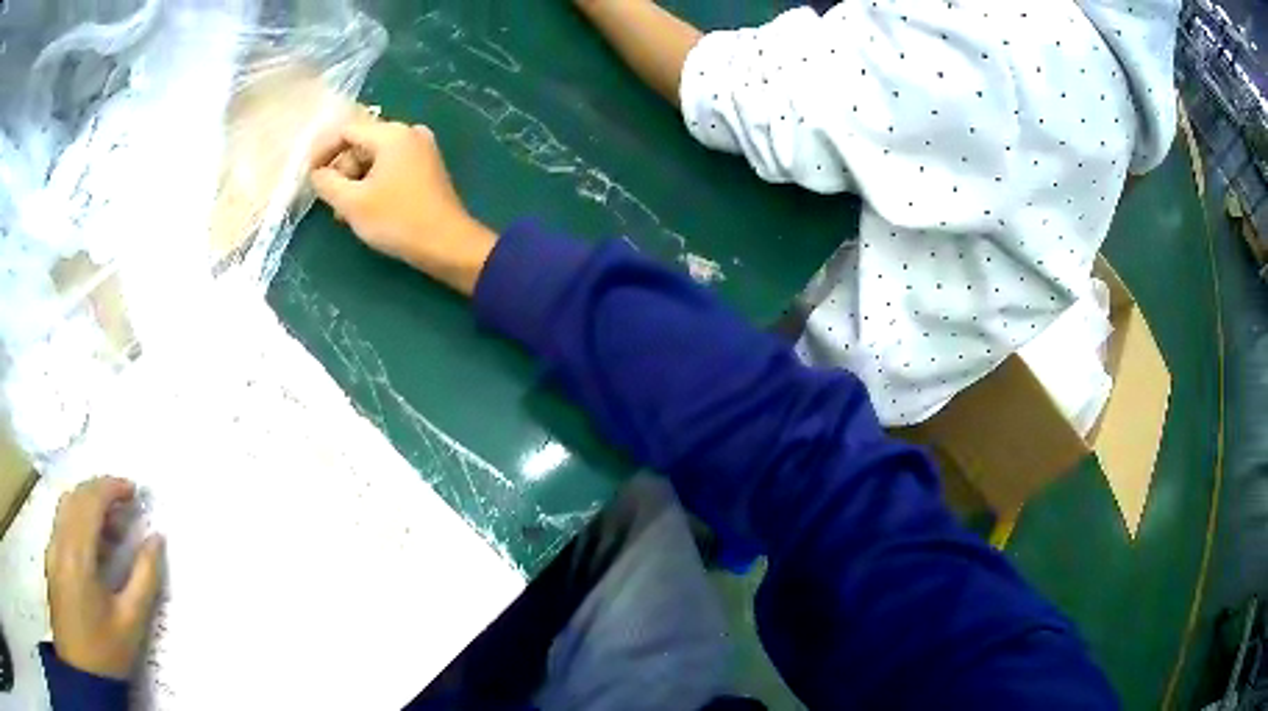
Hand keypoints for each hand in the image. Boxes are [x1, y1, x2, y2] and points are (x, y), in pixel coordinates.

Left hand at [46, 478, 162, 680]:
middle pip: (76, 497)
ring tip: (111, 533)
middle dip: (100, 493)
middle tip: (125, 509)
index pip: (91, 500)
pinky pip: (62, 525)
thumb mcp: (130, 623)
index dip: (112, 487)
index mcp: (78, 551)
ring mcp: (52, 548)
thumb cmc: (105, 651)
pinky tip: (93, 552)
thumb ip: (144, 579)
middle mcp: (60, 539)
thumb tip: (156, 539)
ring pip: (66, 508)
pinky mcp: (51, 559)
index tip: (134, 491)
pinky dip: (78, 523)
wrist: (82, 669)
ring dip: (88, 507)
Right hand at [310, 119, 496, 295]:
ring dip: (354, 181)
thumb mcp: (352, 203)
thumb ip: (327, 182)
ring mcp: (421, 149)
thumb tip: (316, 172)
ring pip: (374, 157)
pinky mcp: (426, 168)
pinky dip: (372, 183)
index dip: (322, 151)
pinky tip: (364, 208)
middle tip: (330, 202)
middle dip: (341, 170)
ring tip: (345, 212)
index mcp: (392, 134)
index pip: (346, 130)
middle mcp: (409, 133)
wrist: (448, 244)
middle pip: (361, 143)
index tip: (308, 176)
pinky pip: (390, 167)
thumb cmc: (397, 220)